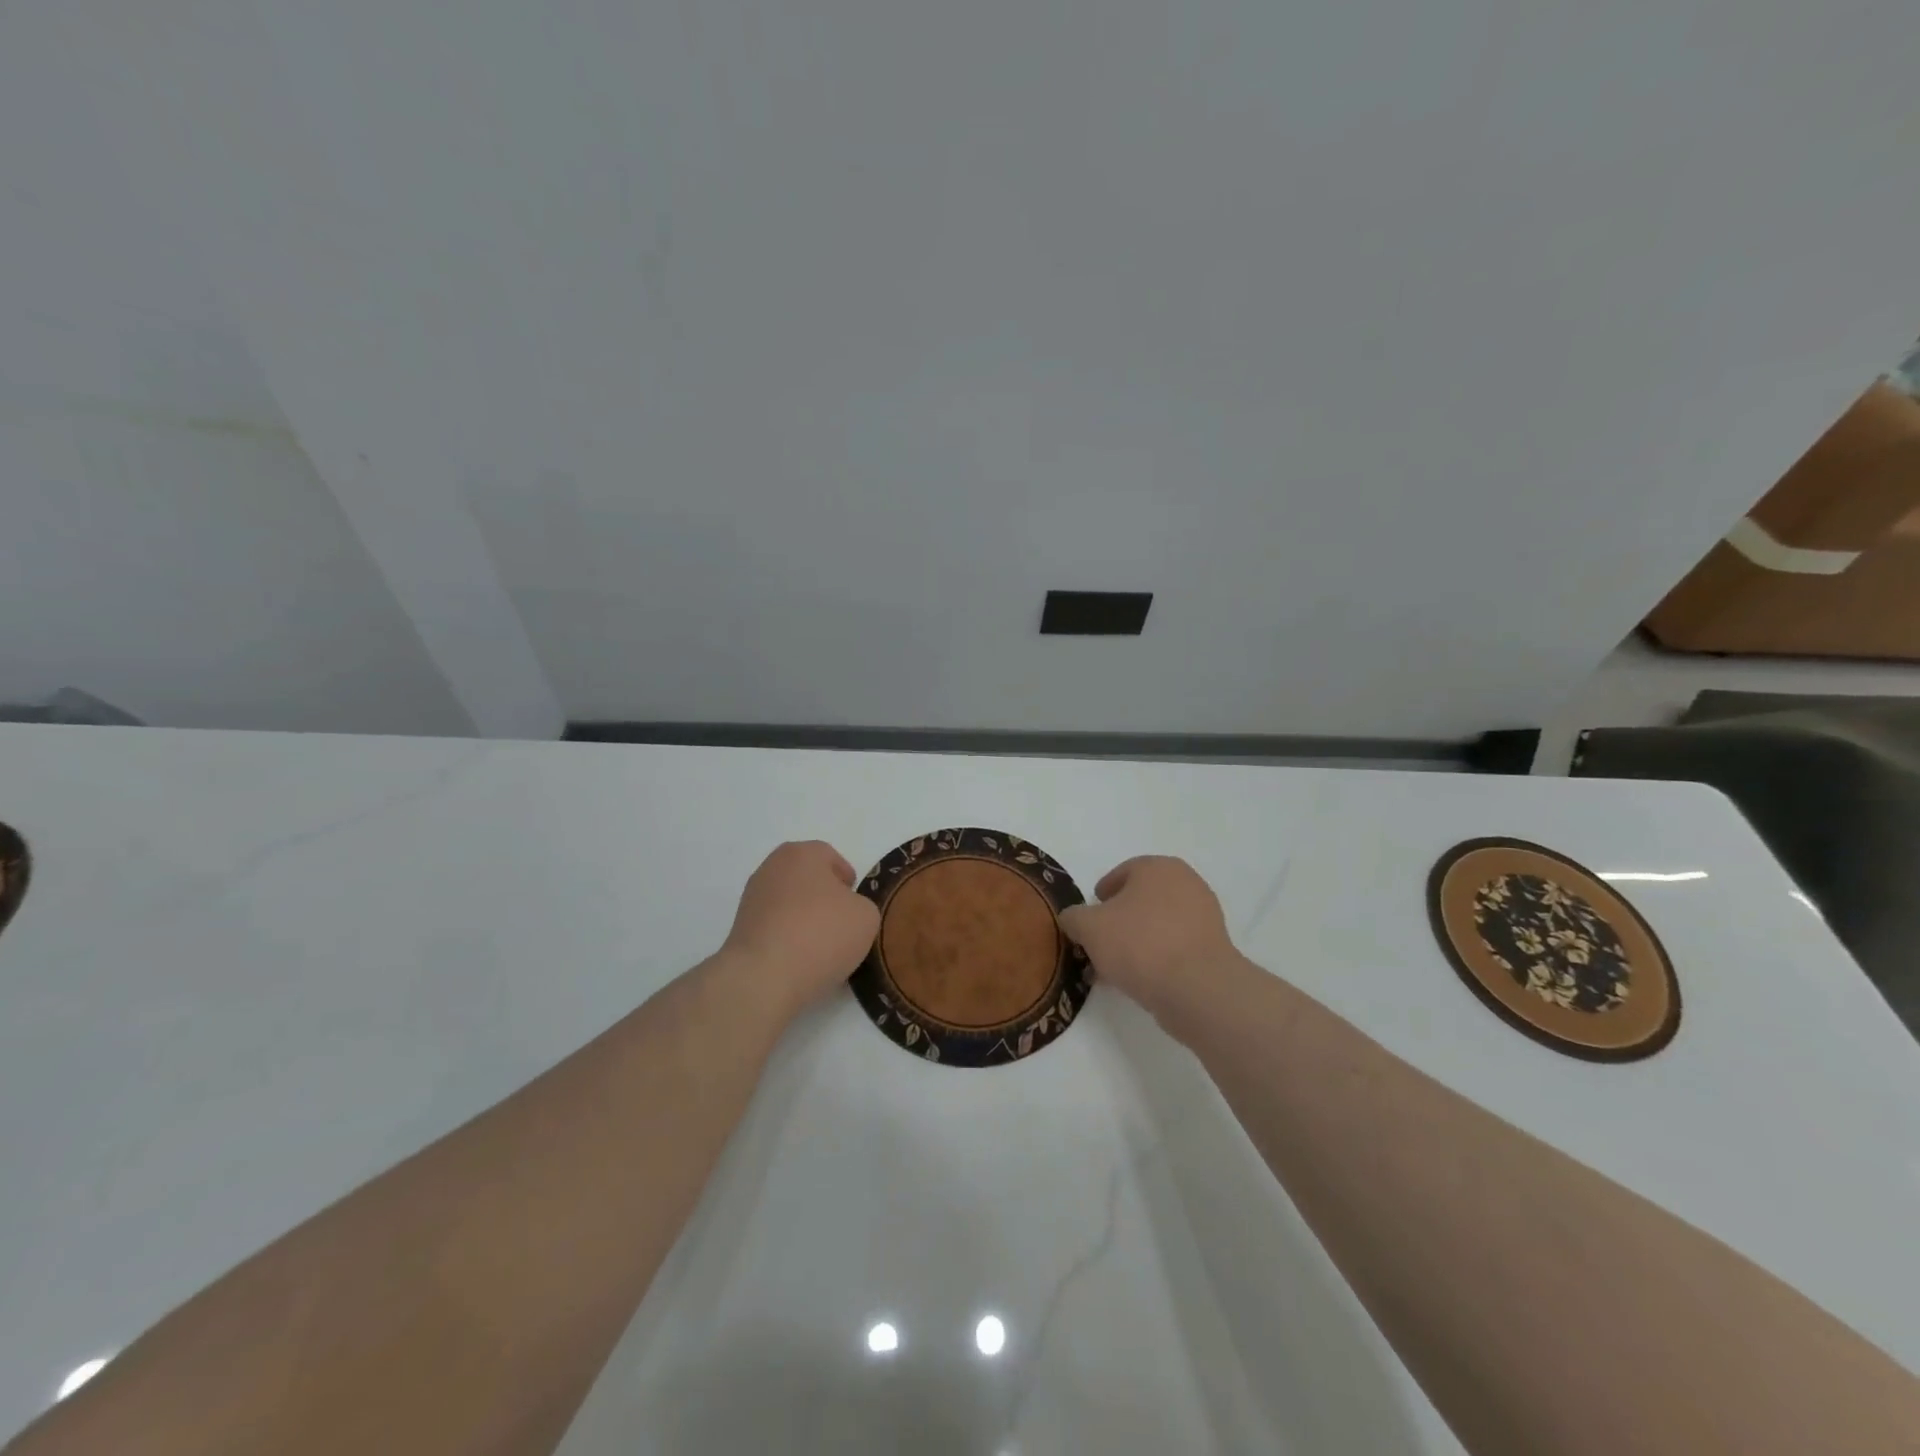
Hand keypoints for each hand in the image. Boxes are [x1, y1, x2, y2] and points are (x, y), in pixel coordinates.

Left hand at [720, 841, 880, 1019]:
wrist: (764, 976)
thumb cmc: (821, 934)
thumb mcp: (866, 916)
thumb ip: (860, 905)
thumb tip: (844, 914)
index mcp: (802, 853)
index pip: (830, 857)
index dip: (847, 880)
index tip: (856, 904)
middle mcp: (772, 867)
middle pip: (806, 879)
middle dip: (824, 898)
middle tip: (842, 924)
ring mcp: (752, 898)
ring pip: (788, 903)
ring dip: (804, 919)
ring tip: (821, 948)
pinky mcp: (740, 929)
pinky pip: (774, 927)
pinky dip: (787, 939)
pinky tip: (800, 961)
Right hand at [1058, 856, 1239, 1021]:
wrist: (1197, 989)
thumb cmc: (1139, 944)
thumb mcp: (1089, 927)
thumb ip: (1074, 917)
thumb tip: (1072, 918)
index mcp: (1158, 867)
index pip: (1122, 873)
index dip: (1100, 896)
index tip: (1087, 918)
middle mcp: (1186, 884)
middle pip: (1140, 901)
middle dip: (1116, 923)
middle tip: (1097, 945)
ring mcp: (1204, 917)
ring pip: (1156, 927)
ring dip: (1133, 944)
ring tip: (1111, 971)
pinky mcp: (1213, 949)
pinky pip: (1174, 948)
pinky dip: (1155, 960)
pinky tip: (1136, 982)